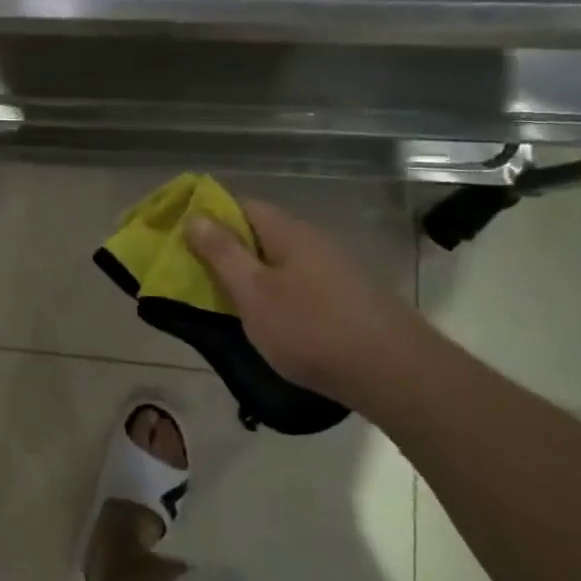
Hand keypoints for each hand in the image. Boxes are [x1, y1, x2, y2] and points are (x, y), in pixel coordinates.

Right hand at [185, 197, 437, 408]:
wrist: (396, 374)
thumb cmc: (311, 329)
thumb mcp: (253, 293)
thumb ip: (221, 253)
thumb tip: (195, 216)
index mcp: (287, 232)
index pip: (241, 205)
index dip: (209, 217)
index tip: (183, 240)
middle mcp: (314, 241)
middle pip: (261, 233)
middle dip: (228, 249)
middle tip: (199, 276)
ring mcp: (336, 269)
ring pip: (281, 261)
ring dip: (254, 274)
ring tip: (230, 303)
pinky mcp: (350, 298)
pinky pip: (301, 283)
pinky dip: (278, 294)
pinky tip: (273, 321)